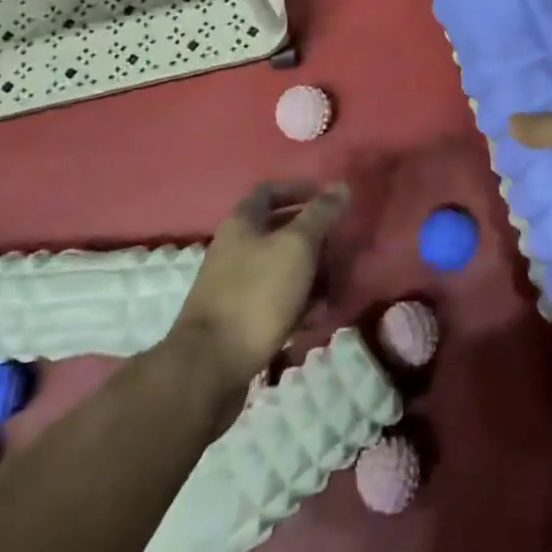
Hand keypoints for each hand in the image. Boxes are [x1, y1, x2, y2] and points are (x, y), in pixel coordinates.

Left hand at [169, 181, 348, 392]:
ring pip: (280, 268)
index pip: (270, 191)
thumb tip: (341, 186)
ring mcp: (234, 285)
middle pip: (278, 231)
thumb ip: (320, 214)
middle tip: (339, 247)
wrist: (210, 366)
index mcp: (242, 222)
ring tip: (335, 287)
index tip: (329, 199)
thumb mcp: (296, 246)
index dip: (300, 189)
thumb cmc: (256, 293)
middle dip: (312, 237)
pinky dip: (297, 304)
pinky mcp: (238, 319)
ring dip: (309, 274)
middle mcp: (234, 248)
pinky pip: (275, 301)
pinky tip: (316, 317)